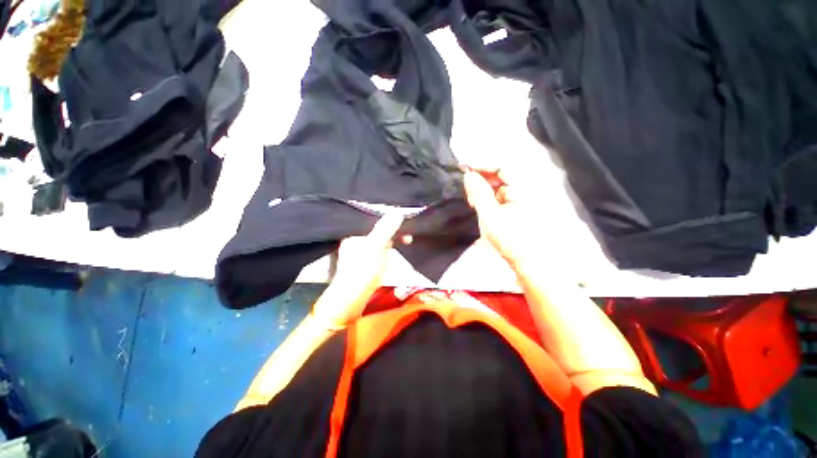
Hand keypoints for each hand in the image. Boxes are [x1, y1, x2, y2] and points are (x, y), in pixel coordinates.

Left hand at [311, 212, 403, 328]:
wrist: (352, 298)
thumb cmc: (362, 270)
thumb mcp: (376, 246)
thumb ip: (385, 228)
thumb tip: (397, 212)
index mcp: (354, 233)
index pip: (373, 219)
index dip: (389, 219)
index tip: (404, 222)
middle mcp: (355, 239)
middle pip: (377, 229)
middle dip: (393, 231)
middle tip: (407, 236)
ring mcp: (360, 250)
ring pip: (379, 239)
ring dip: (392, 240)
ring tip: (405, 241)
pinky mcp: (365, 260)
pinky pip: (379, 249)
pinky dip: (387, 249)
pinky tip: (393, 252)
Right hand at [463, 165, 542, 268]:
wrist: (526, 261)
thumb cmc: (510, 238)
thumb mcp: (490, 215)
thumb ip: (479, 193)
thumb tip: (468, 175)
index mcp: (522, 188)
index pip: (501, 166)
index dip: (482, 164)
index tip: (464, 166)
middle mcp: (523, 189)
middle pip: (499, 174)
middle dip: (480, 178)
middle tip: (466, 186)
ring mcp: (518, 198)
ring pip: (496, 185)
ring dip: (482, 188)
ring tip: (471, 199)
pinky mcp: (513, 206)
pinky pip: (497, 195)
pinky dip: (486, 197)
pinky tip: (477, 204)